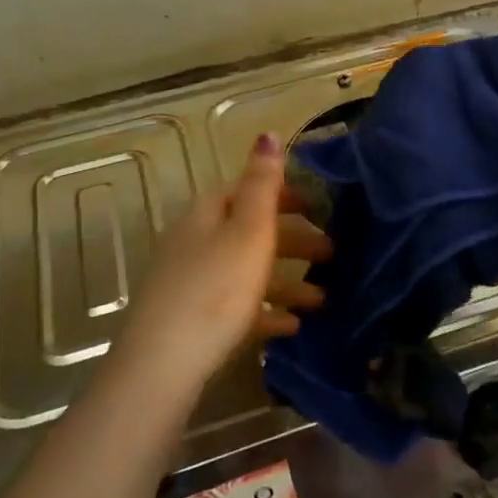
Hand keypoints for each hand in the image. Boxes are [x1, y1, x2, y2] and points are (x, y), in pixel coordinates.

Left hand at [113, 133, 330, 386]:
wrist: (164, 364)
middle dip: (292, 241)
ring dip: (286, 281)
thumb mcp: (248, 231)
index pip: (246, 192)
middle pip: (249, 233)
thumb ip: (262, 184)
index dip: (282, 194)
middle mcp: (196, 243)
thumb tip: (266, 133)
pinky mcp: (194, 321)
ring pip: (247, 273)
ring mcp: (192, 283)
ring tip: (323, 299)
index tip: (318, 206)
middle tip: (332, 253)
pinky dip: (267, 311)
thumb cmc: (216, 289)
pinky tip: (292, 327)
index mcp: (207, 216)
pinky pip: (238, 308)